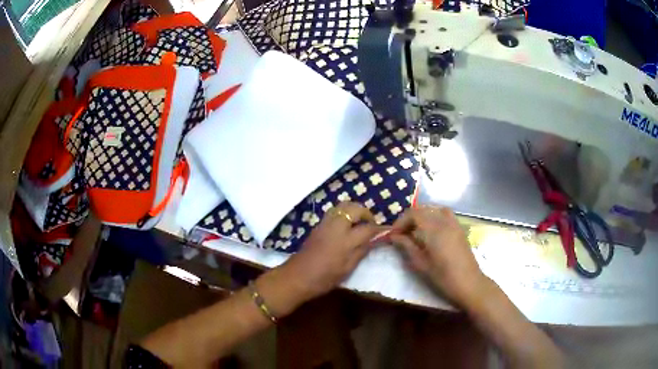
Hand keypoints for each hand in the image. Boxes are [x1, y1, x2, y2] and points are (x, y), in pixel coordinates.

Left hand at [279, 202, 383, 301]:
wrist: (297, 277)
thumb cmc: (324, 278)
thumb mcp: (347, 269)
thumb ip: (361, 252)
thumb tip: (374, 240)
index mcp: (346, 240)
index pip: (367, 228)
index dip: (378, 228)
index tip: (385, 230)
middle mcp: (336, 227)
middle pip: (354, 208)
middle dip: (366, 212)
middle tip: (370, 223)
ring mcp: (325, 224)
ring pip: (342, 206)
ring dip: (353, 210)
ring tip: (358, 222)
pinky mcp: (317, 225)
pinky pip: (333, 212)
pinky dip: (343, 213)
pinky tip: (345, 225)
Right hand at [389, 206, 487, 306]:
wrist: (469, 283)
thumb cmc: (443, 277)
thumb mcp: (421, 263)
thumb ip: (407, 246)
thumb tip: (394, 236)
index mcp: (434, 229)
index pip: (413, 214)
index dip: (400, 222)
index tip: (393, 235)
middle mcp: (444, 221)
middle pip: (423, 209)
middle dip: (409, 219)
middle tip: (401, 234)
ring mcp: (454, 223)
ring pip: (434, 209)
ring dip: (422, 216)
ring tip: (415, 231)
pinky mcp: (459, 228)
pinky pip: (444, 214)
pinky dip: (434, 217)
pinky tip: (431, 231)